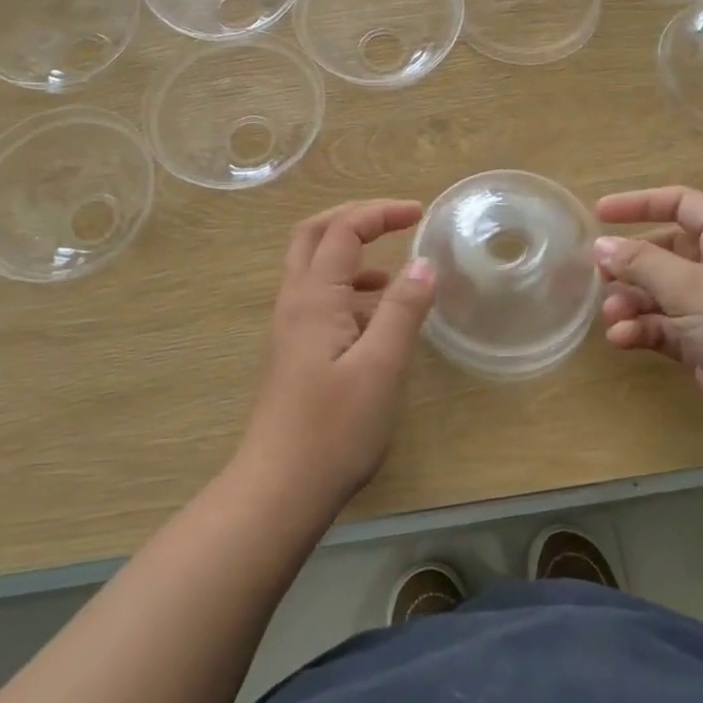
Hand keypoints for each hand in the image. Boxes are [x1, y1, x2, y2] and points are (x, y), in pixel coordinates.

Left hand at [239, 200, 436, 509]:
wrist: (278, 490)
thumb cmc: (333, 429)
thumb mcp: (381, 366)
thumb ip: (403, 309)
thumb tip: (424, 262)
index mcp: (314, 297)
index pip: (343, 229)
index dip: (380, 212)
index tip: (420, 213)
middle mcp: (294, 303)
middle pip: (314, 235)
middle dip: (354, 218)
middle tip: (396, 220)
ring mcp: (288, 329)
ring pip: (314, 269)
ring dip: (351, 255)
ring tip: (395, 275)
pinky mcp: (293, 354)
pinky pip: (318, 301)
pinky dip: (348, 291)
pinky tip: (376, 322)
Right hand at [594, 185, 702, 454]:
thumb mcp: (690, 288)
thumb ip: (641, 263)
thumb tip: (601, 245)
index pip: (681, 204)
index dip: (640, 204)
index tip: (599, 214)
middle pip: (665, 251)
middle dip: (631, 263)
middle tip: (599, 275)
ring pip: (660, 293)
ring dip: (632, 301)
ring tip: (613, 315)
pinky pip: (664, 328)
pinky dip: (642, 330)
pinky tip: (624, 339)